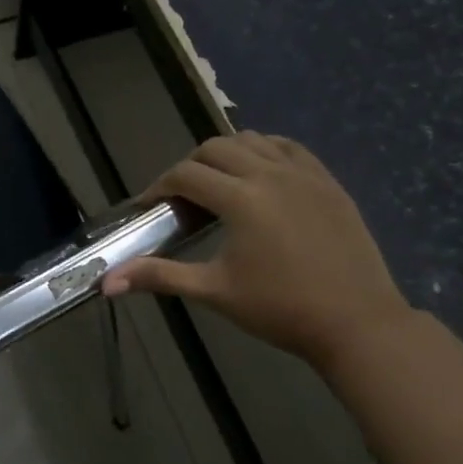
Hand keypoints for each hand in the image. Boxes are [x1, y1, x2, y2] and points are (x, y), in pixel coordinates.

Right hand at [102, 134, 411, 370]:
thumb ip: (159, 277)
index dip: (159, 187)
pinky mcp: (328, 182)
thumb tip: (106, 283)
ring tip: (219, 185)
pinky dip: (265, 151)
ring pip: (253, 140)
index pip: (185, 174)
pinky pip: (289, 148)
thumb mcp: (214, 291)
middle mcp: (270, 174)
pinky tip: (260, 175)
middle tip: (182, 199)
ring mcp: (304, 174)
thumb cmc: (280, 309)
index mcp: (241, 198)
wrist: (356, 323)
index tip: (149, 208)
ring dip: (226, 154)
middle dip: (189, 167)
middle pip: (215, 148)